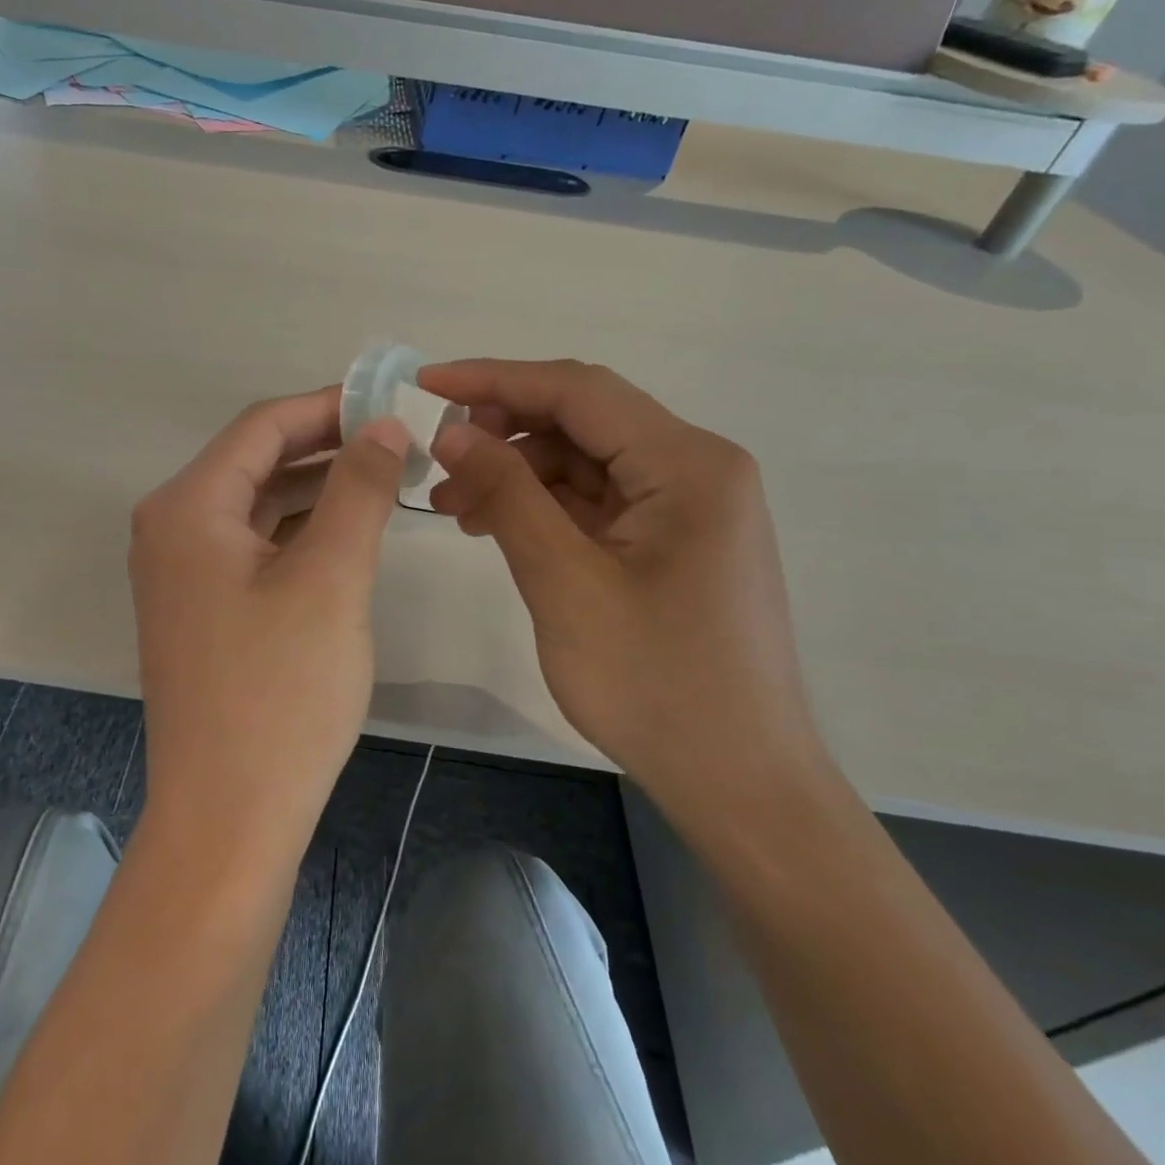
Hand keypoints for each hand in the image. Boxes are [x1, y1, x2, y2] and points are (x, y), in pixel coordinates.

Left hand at [129, 388, 409, 853]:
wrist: (228, 820)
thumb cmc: (280, 693)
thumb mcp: (331, 578)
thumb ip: (358, 489)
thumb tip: (382, 425)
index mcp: (188, 507)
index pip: (262, 426)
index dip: (328, 406)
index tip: (390, 402)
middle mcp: (171, 528)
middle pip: (256, 461)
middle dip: (327, 446)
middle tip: (398, 440)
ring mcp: (182, 572)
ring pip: (258, 505)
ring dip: (317, 488)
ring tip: (384, 478)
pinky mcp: (202, 609)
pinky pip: (254, 545)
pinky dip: (300, 530)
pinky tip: (347, 532)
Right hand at [421, 359, 830, 831]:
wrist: (740, 784)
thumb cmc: (655, 685)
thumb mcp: (564, 582)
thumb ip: (507, 493)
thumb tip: (452, 430)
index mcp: (687, 464)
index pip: (577, 390)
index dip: (494, 379)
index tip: (425, 384)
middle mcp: (696, 468)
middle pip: (583, 419)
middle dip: (503, 430)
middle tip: (436, 457)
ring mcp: (688, 505)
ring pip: (585, 459)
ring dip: (517, 472)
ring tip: (453, 504)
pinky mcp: (674, 539)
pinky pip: (597, 499)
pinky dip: (543, 505)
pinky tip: (495, 526)